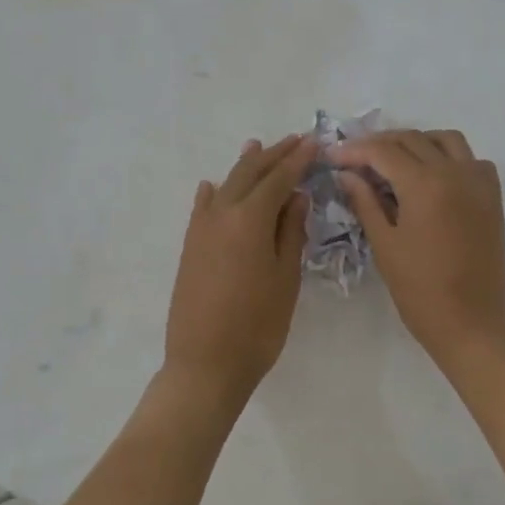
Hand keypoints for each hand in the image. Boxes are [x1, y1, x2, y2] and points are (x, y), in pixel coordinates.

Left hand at [164, 134, 313, 404]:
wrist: (206, 364)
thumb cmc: (258, 325)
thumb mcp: (286, 278)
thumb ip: (291, 232)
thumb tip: (295, 196)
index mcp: (250, 219)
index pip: (278, 179)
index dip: (297, 160)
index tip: (314, 143)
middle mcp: (221, 214)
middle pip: (249, 174)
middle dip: (272, 155)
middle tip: (293, 140)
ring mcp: (200, 230)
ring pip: (225, 186)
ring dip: (244, 167)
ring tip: (257, 148)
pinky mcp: (190, 248)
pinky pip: (202, 208)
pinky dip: (213, 192)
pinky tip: (212, 186)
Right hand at [333, 129, 504, 372]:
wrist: (473, 326)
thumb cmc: (421, 292)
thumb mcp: (385, 245)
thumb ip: (365, 202)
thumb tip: (347, 174)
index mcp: (425, 184)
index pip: (383, 151)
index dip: (353, 150)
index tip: (330, 156)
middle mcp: (455, 172)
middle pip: (413, 139)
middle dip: (379, 144)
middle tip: (353, 159)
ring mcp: (479, 182)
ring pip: (446, 140)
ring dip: (416, 142)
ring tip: (392, 161)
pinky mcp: (493, 198)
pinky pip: (471, 159)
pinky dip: (448, 156)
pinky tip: (431, 177)